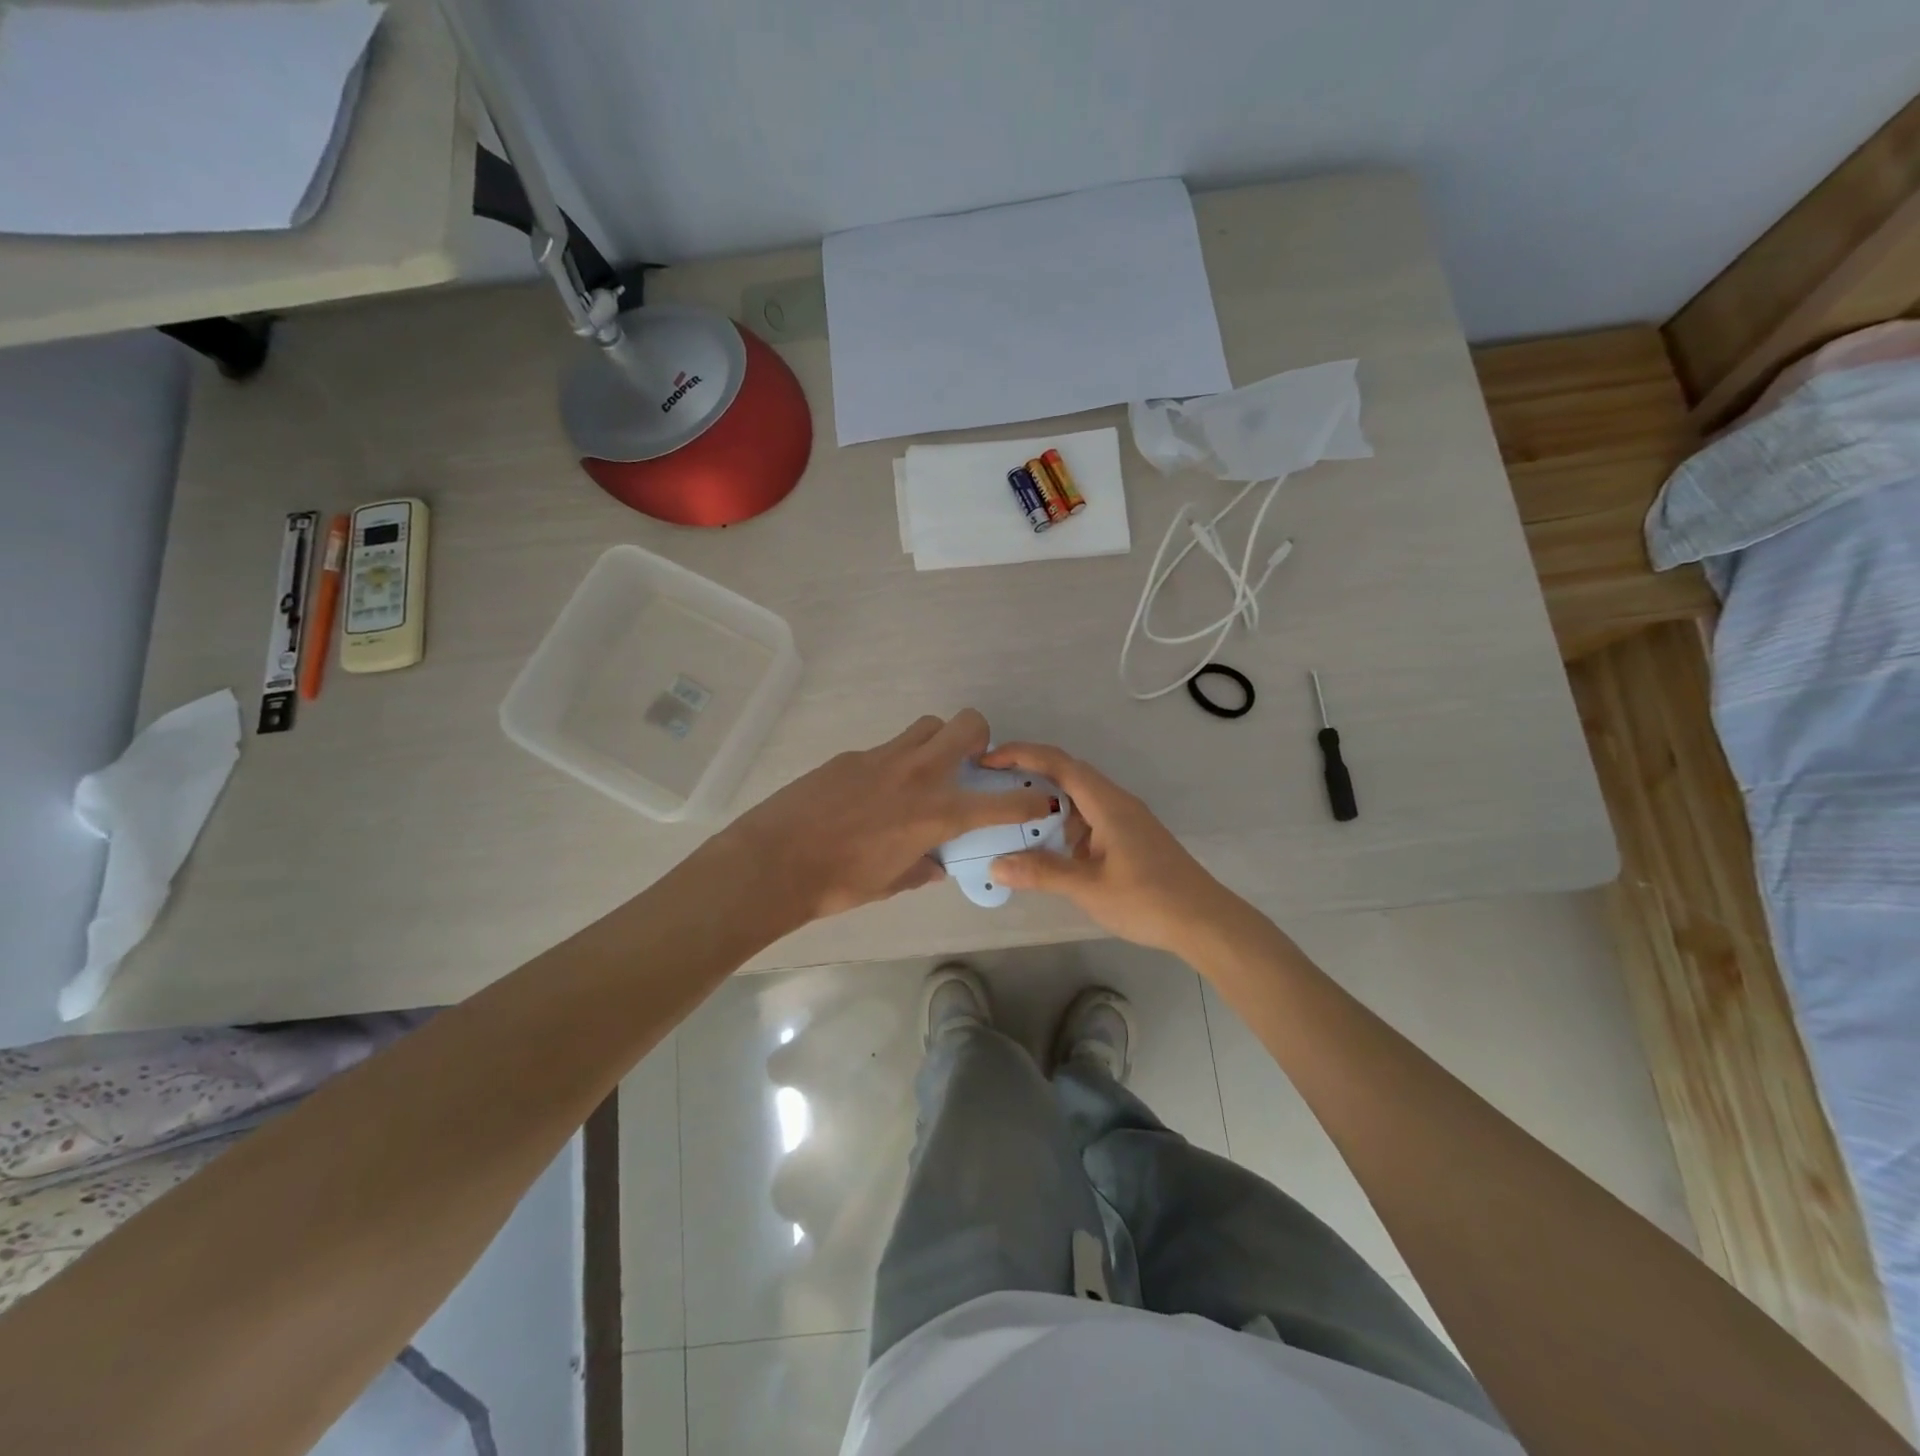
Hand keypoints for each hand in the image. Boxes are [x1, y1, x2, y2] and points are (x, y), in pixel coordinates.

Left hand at [718, 710, 1054, 923]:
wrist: (774, 861)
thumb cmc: (838, 883)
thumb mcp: (890, 883)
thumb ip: (922, 868)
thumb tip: (934, 862)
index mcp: (936, 813)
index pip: (1001, 803)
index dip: (1030, 801)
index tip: (1041, 800)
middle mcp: (918, 775)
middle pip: (966, 724)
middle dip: (980, 737)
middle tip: (970, 763)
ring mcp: (883, 758)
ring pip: (927, 726)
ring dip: (937, 741)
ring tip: (924, 772)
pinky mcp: (852, 755)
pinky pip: (888, 748)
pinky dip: (895, 763)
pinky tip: (873, 793)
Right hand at [979, 742, 1234, 953]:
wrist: (1205, 921)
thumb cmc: (1148, 900)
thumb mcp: (1089, 888)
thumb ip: (1042, 872)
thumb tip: (996, 864)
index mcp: (1107, 803)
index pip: (1059, 763)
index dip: (1021, 754)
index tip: (988, 760)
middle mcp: (1116, 802)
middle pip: (1068, 774)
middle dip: (1029, 774)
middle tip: (992, 787)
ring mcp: (1126, 820)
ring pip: (1079, 798)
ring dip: (1047, 803)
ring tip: (1013, 820)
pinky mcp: (1130, 838)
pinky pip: (1090, 819)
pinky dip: (1064, 825)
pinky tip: (1050, 850)